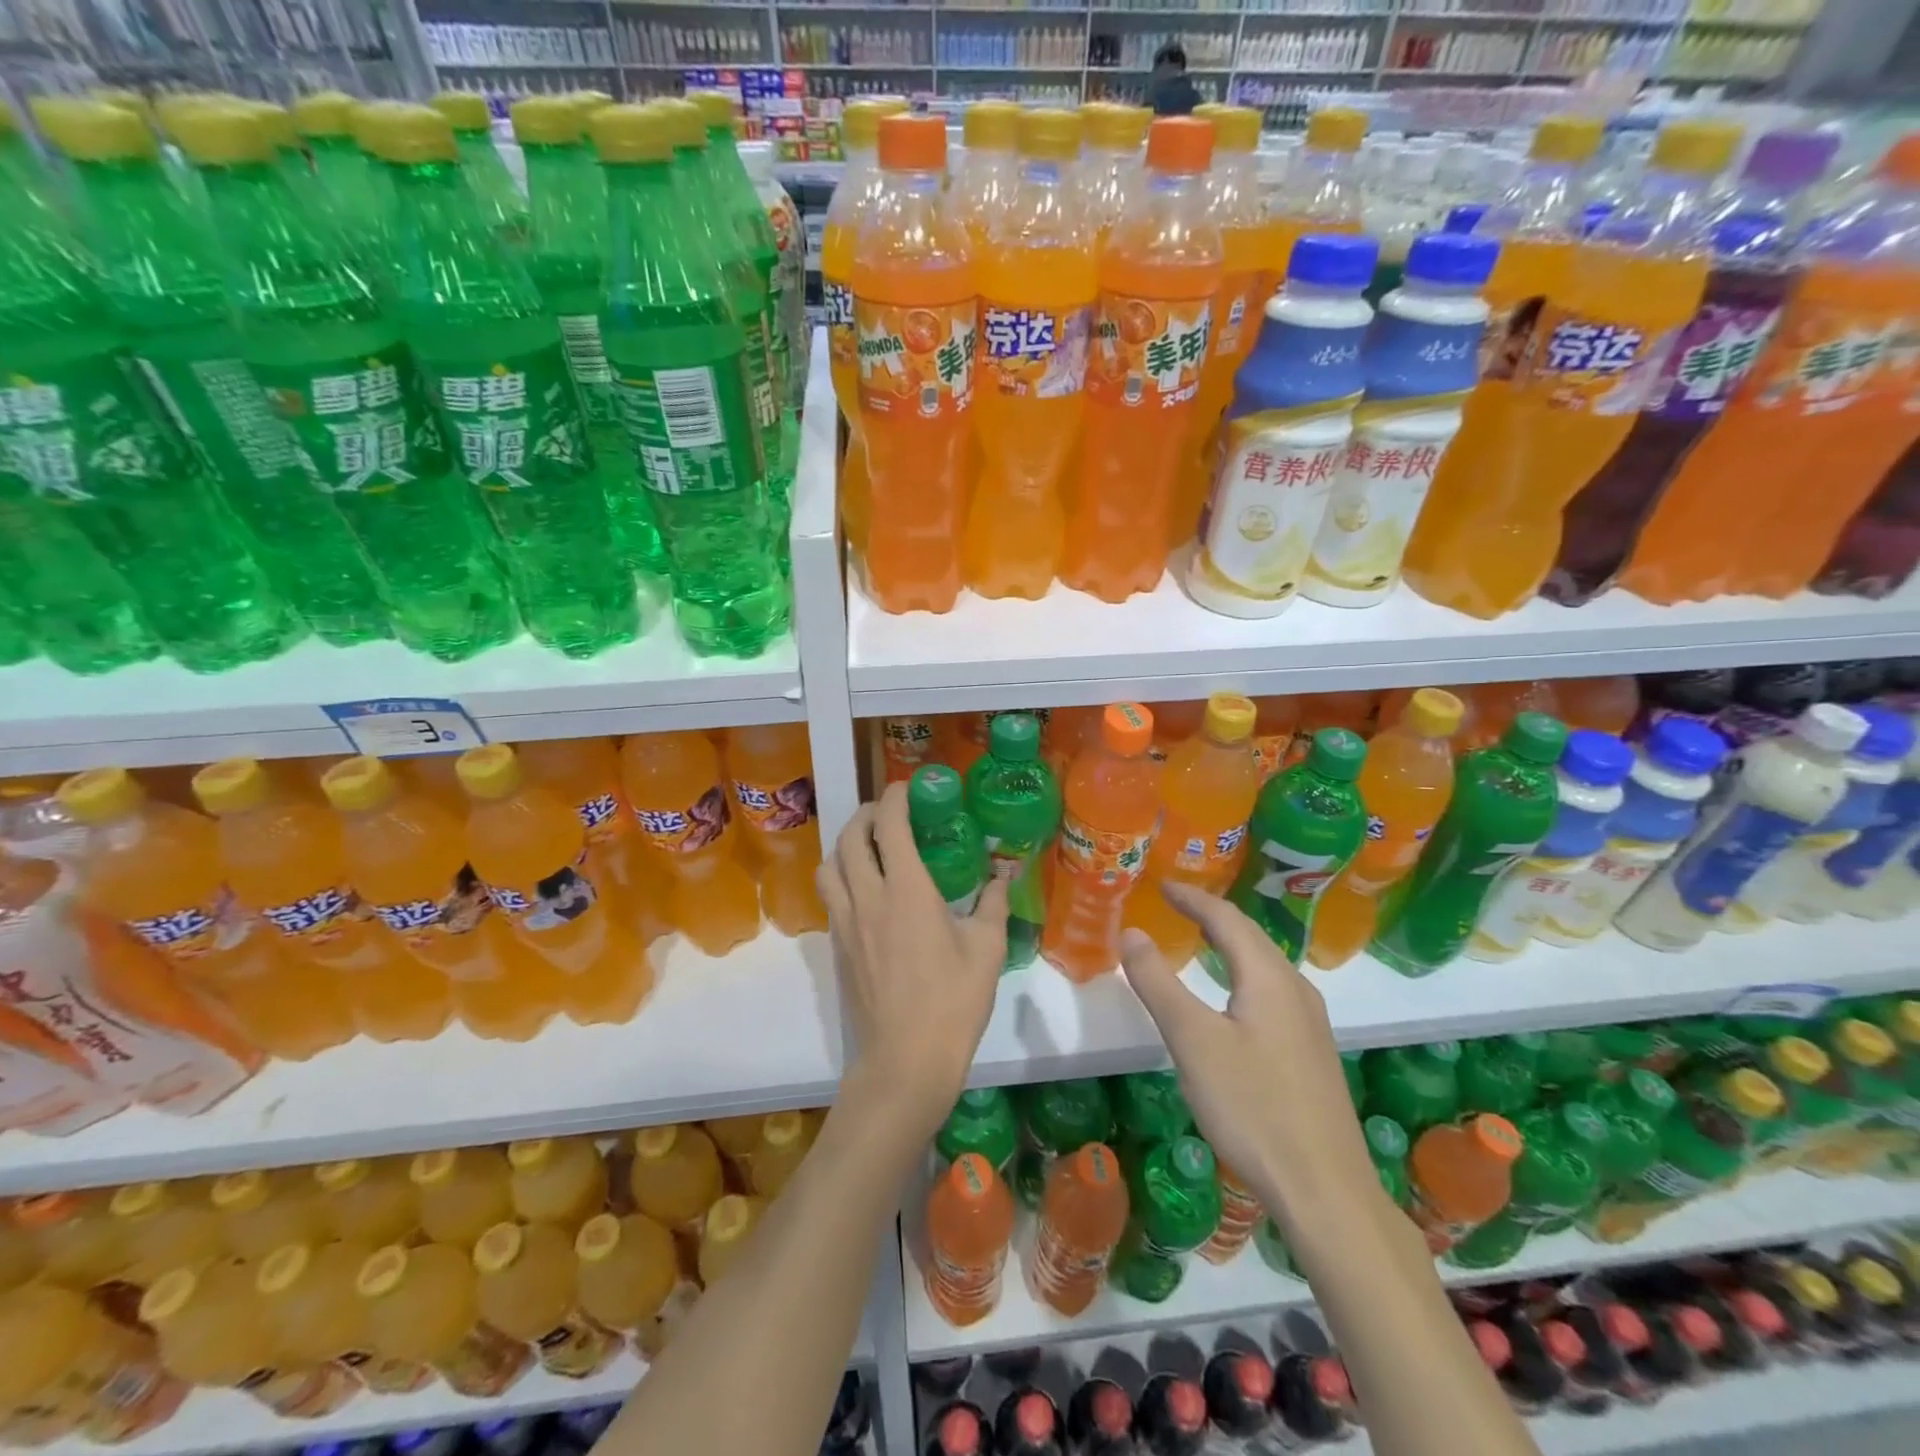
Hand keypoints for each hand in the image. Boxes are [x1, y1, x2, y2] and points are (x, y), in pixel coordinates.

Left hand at [817, 781, 1008, 1137]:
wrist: (905, 1061)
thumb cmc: (953, 1003)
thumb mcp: (986, 950)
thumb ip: (992, 905)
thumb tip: (1002, 876)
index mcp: (906, 890)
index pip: (890, 825)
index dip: (895, 798)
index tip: (908, 788)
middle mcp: (867, 897)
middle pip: (850, 836)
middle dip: (866, 813)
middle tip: (888, 814)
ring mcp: (846, 923)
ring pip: (829, 865)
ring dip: (845, 844)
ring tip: (868, 847)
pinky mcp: (837, 948)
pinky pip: (830, 896)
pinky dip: (841, 877)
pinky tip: (865, 892)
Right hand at [1119, 883, 1376, 1238]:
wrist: (1327, 1191)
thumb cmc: (1253, 1107)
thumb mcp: (1193, 1041)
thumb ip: (1158, 983)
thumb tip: (1131, 932)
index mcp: (1269, 977)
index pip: (1227, 919)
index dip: (1192, 898)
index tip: (1162, 885)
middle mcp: (1295, 989)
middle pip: (1251, 936)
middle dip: (1212, 916)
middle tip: (1176, 905)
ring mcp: (1310, 1023)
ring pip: (1264, 965)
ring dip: (1230, 944)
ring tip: (1200, 939)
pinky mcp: (1312, 1052)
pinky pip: (1272, 990)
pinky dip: (1243, 973)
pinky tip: (1233, 998)